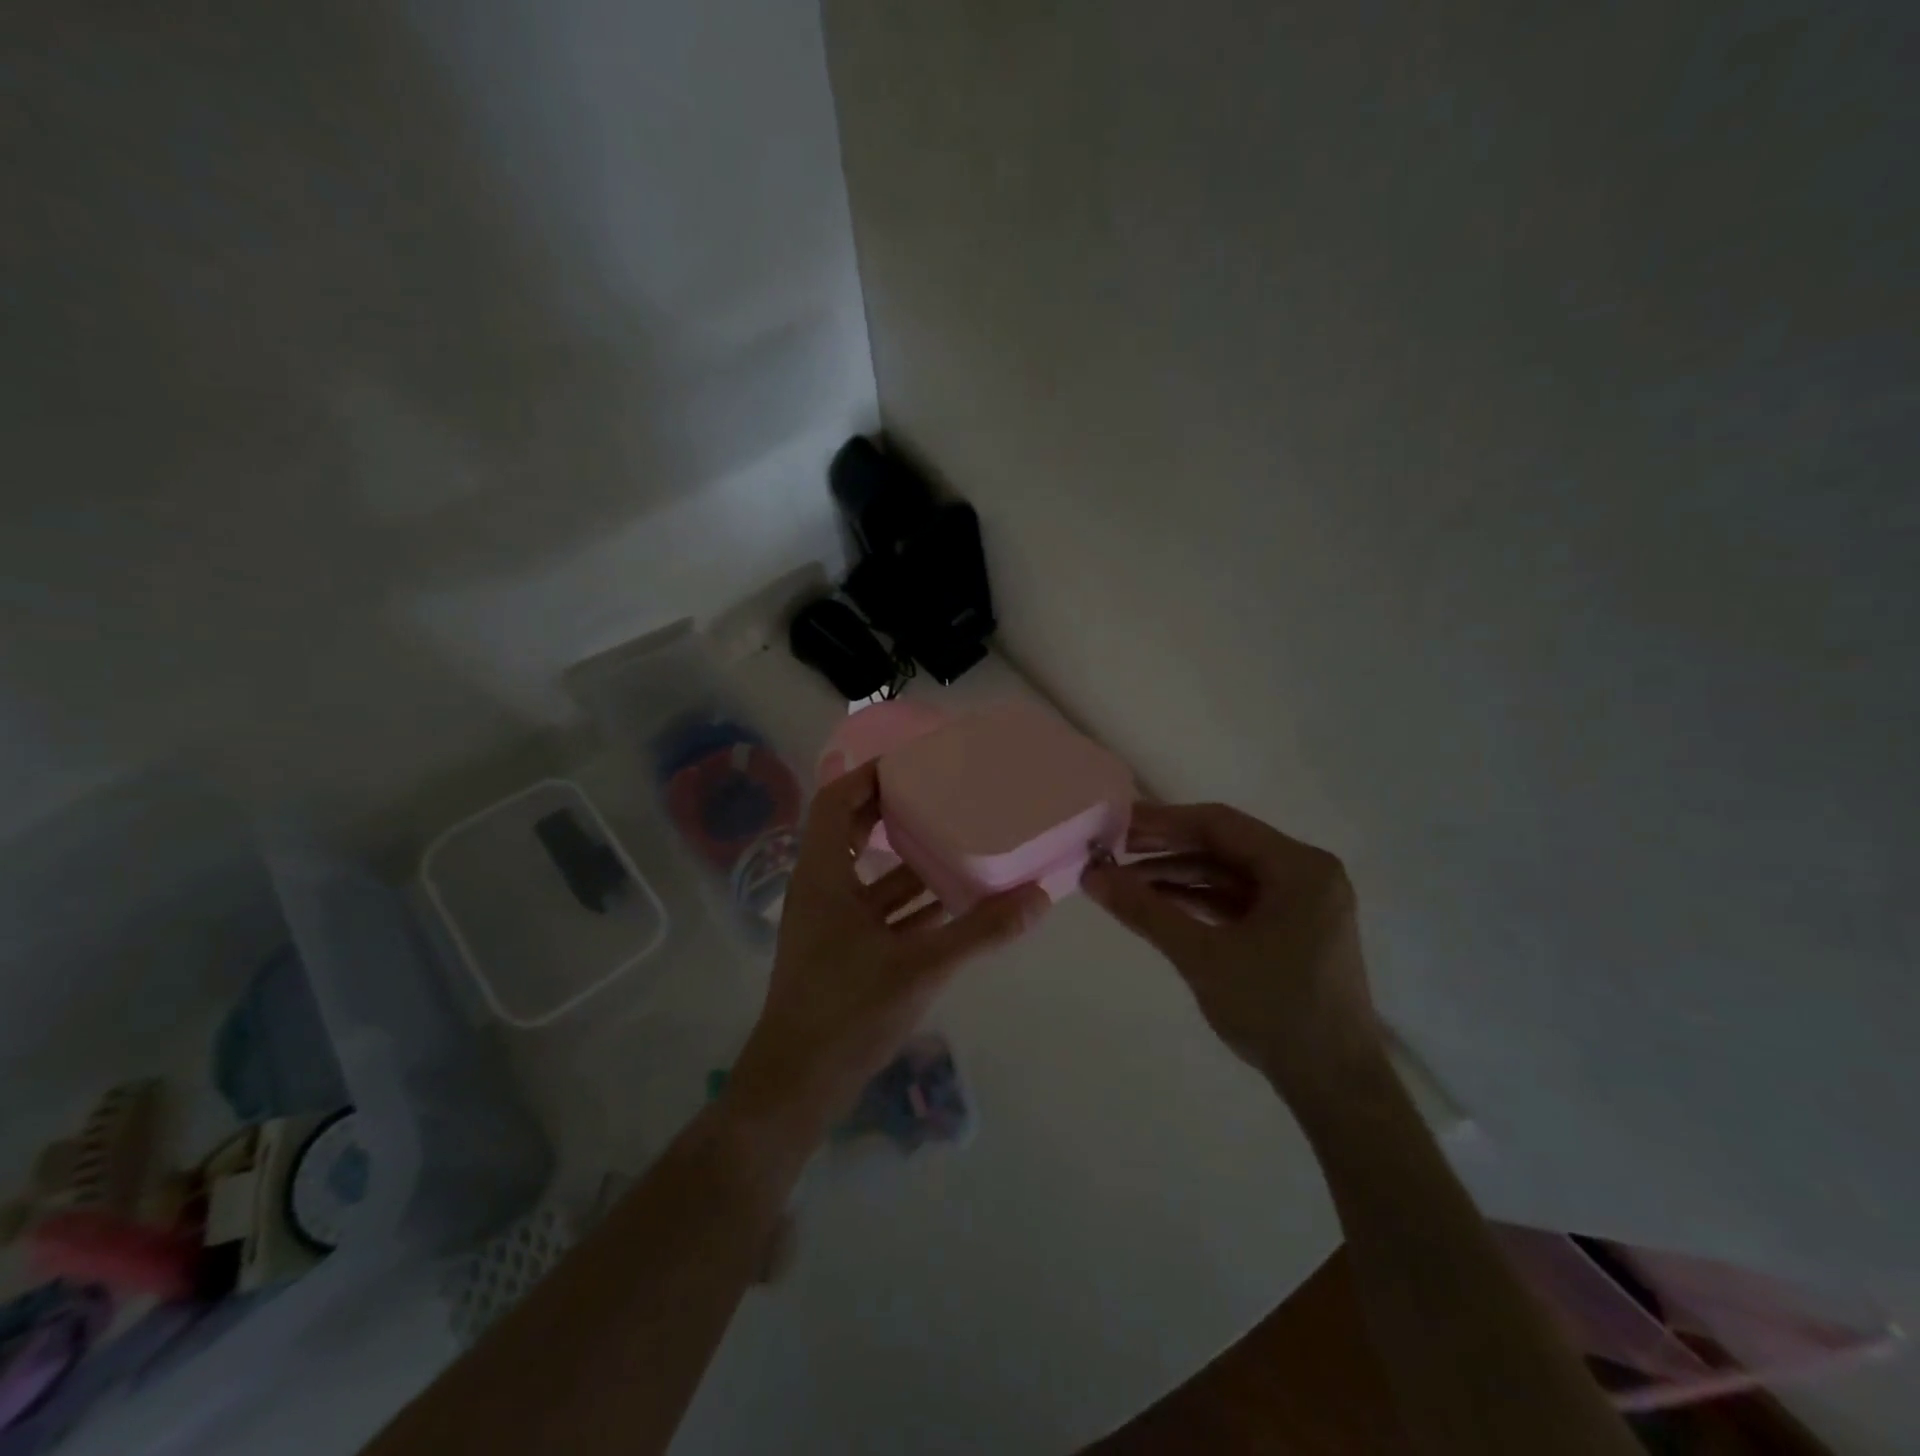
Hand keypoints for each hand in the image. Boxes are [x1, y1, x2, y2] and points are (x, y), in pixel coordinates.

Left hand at [728, 761, 1049, 1131]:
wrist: (799, 1084)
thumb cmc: (848, 1011)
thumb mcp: (921, 966)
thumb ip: (981, 931)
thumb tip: (1038, 898)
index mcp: (824, 876)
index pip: (836, 802)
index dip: (868, 775)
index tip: (913, 761)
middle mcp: (822, 890)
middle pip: (854, 832)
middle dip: (895, 811)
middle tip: (943, 792)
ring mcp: (831, 923)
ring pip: (871, 875)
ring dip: (910, 860)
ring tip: (958, 839)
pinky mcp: (844, 952)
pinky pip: (880, 911)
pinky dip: (912, 903)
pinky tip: (955, 902)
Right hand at [1082, 802, 1382, 1107]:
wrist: (1334, 1088)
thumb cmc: (1274, 1012)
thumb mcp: (1202, 956)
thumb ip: (1145, 910)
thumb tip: (1091, 875)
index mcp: (1299, 867)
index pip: (1220, 824)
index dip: (1162, 821)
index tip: (1114, 824)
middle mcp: (1306, 874)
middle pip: (1224, 846)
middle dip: (1166, 849)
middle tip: (1111, 850)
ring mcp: (1302, 903)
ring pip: (1228, 874)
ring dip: (1178, 876)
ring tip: (1124, 881)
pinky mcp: (1292, 929)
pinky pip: (1238, 900)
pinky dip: (1198, 900)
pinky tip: (1158, 904)